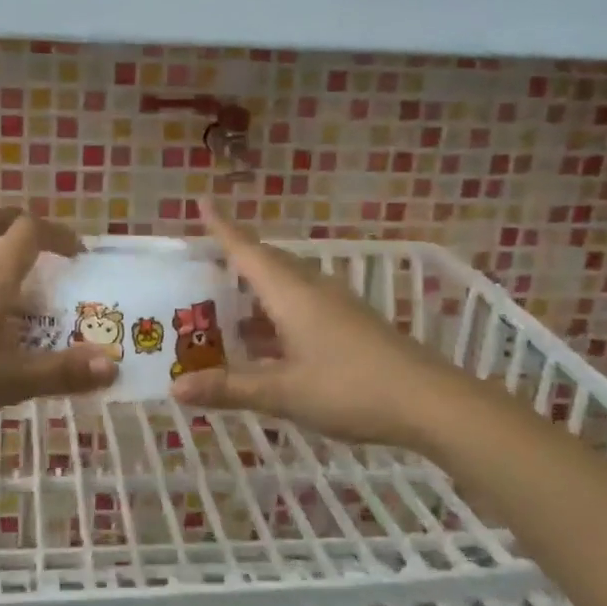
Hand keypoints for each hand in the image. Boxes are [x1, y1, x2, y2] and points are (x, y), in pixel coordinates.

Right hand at [172, 198, 438, 446]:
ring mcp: (336, 307)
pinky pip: (302, 307)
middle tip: (202, 265)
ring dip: (255, 292)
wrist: (431, 403)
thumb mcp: (283, 393)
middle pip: (268, 263)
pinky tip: (265, 343)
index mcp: (292, 294)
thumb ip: (230, 388)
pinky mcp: (351, 325)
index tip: (202, 202)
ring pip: (286, 287)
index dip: (222, 228)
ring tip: (223, 307)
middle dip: (236, 259)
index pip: (248, 251)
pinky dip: (275, 316)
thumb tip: (175, 388)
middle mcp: (313, 290)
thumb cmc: (351, 389)